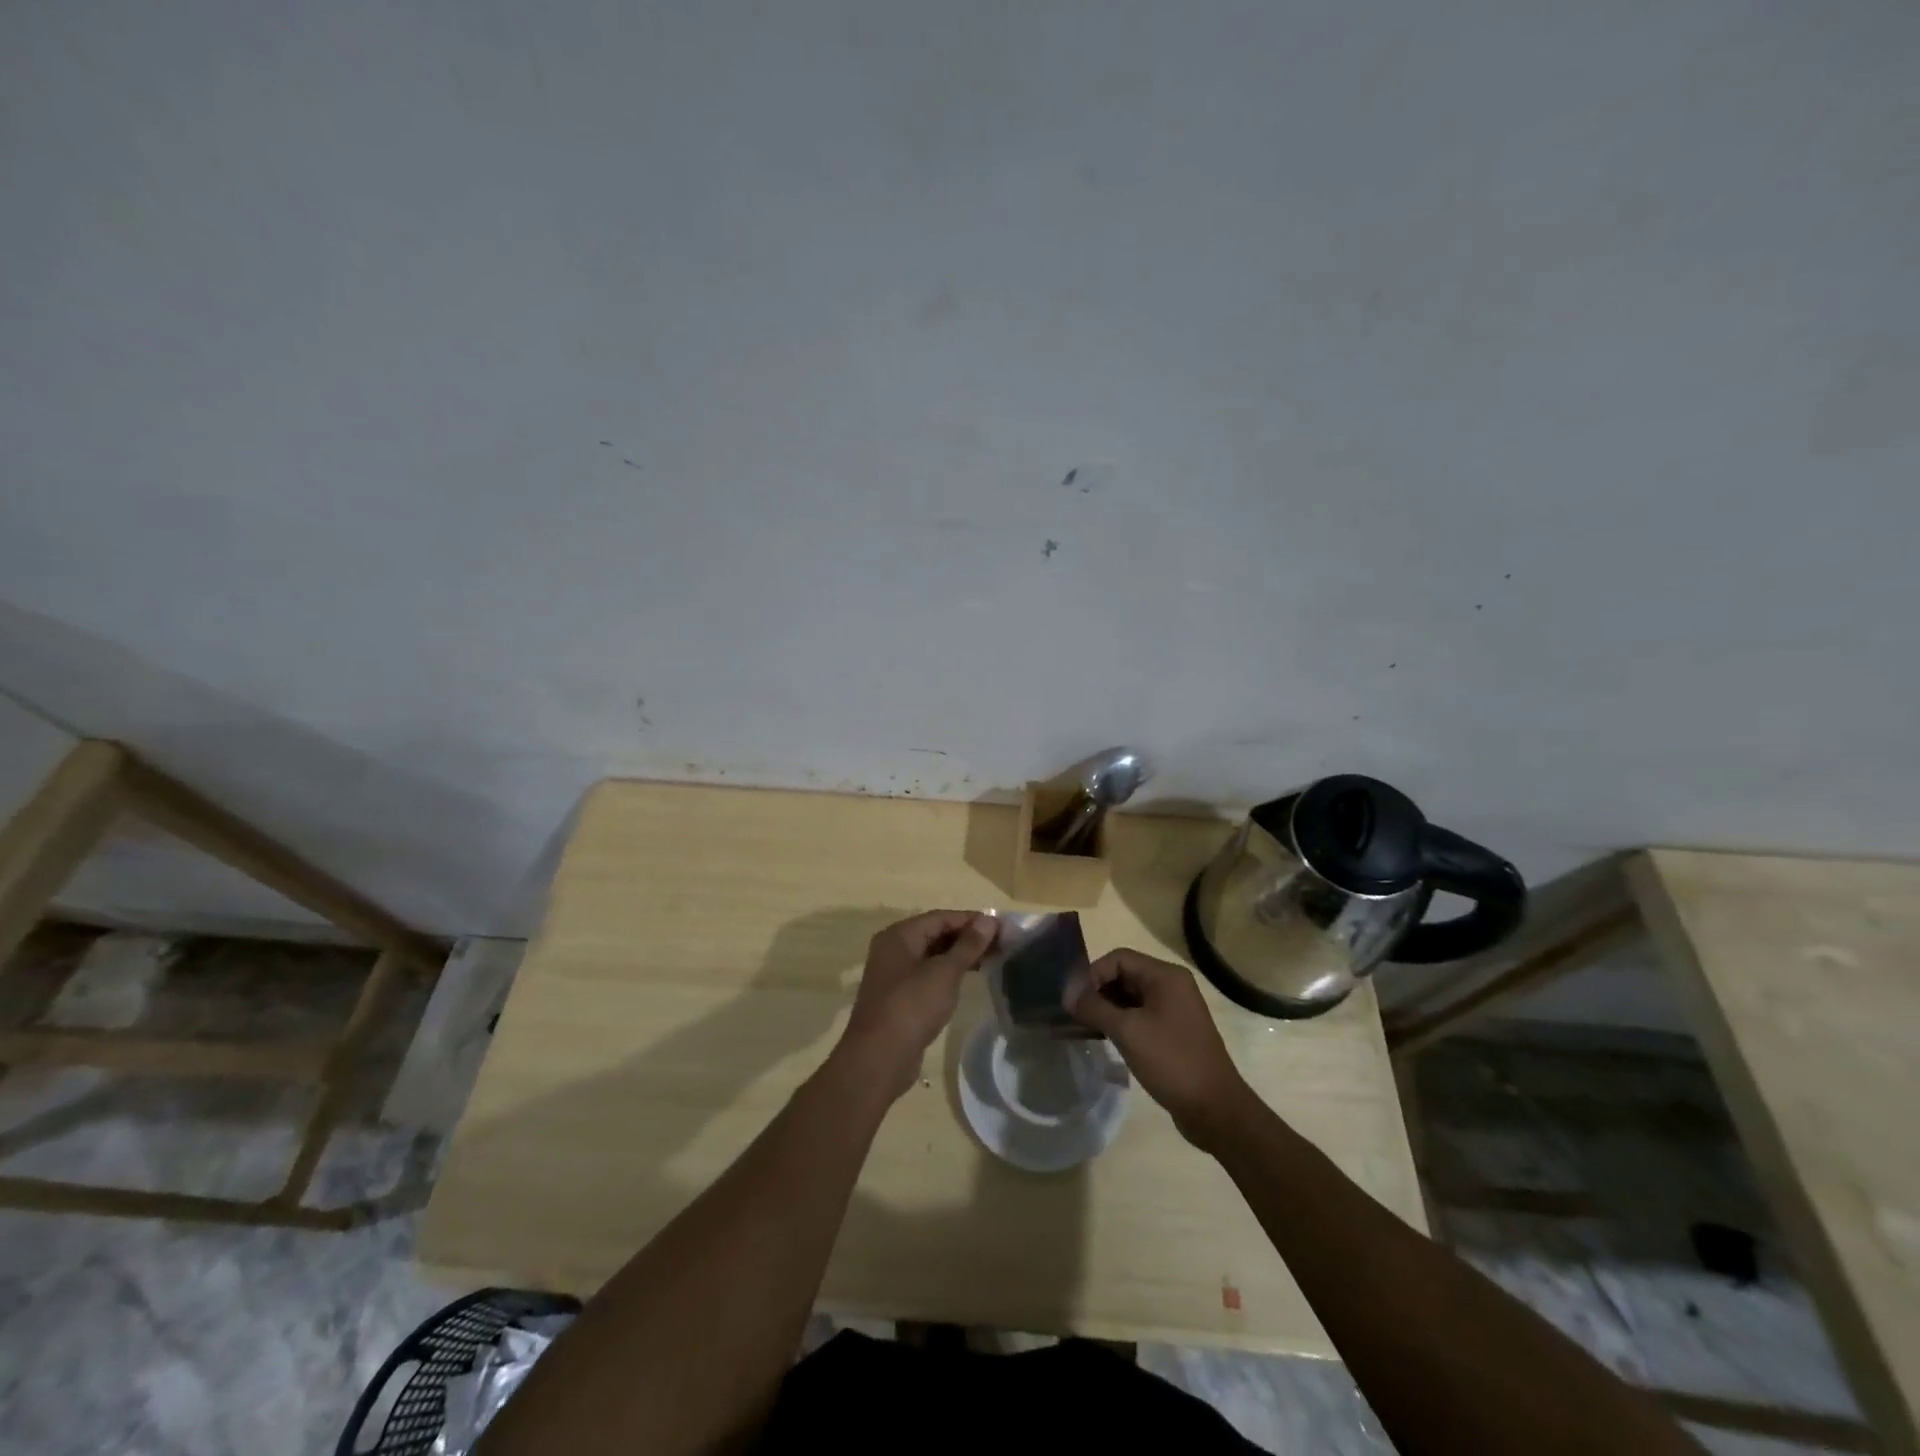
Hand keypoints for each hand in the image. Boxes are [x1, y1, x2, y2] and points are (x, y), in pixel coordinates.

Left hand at [832, 910, 997, 1101]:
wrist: (878, 1059)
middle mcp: (893, 949)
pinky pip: (928, 975)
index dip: (972, 920)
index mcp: (899, 935)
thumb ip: (968, 945)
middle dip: (967, 938)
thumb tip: (989, 920)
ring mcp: (894, 974)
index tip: (1001, 928)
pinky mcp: (899, 997)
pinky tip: (968, 980)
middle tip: (1001, 945)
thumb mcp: (944, 973)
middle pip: (936, 934)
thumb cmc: (912, 1007)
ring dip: (960, 956)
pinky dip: (948, 973)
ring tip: (991, 960)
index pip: (941, 917)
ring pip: (932, 955)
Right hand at [1070, 948, 1255, 1146]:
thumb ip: (1094, 1008)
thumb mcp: (1128, 1031)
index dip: (1092, 974)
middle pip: (1124, 975)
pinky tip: (1102, 1037)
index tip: (1073, 999)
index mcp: (1165, 976)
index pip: (1119, 958)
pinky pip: (1139, 1016)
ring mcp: (1173, 1009)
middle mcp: (1171, 986)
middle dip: (1097, 991)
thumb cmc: (1172, 1061)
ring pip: (1129, 997)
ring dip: (1105, 1008)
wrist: (1215, 1110)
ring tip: (1082, 1026)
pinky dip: (1119, 1022)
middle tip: (1073, 1013)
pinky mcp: (1172, 1032)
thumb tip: (1067, 994)